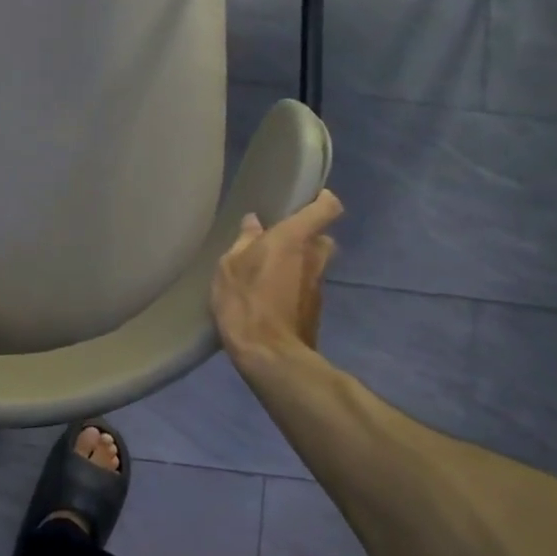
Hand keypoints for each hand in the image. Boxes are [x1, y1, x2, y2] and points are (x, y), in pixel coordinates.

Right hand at [210, 190, 342, 371]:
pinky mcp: (315, 310)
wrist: (269, 356)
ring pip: (314, 264)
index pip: (327, 208)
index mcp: (294, 239)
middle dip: (305, 237)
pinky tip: (270, 297)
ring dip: (298, 264)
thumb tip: (254, 223)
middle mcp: (314, 258)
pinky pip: (306, 287)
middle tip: (278, 241)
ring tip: (269, 272)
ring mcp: (318, 286)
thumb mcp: (229, 267)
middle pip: (321, 238)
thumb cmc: (245, 302)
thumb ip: (244, 242)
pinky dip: (294, 286)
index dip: (322, 200)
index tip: (307, 199)